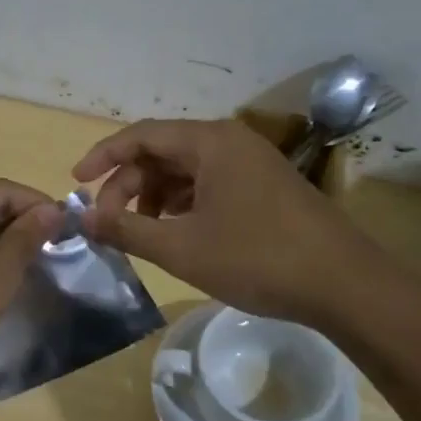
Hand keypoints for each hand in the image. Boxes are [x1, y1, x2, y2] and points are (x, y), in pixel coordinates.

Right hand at [74, 118, 363, 321]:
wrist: (345, 285)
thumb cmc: (257, 259)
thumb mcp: (181, 249)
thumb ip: (127, 230)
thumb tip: (84, 219)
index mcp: (210, 143)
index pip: (141, 135)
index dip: (103, 157)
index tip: (76, 183)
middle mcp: (230, 142)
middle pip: (163, 151)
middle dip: (128, 183)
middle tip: (108, 220)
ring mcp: (251, 164)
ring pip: (186, 170)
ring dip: (154, 195)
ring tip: (139, 230)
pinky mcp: (265, 187)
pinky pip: (209, 184)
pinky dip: (183, 204)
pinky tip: (175, 232)